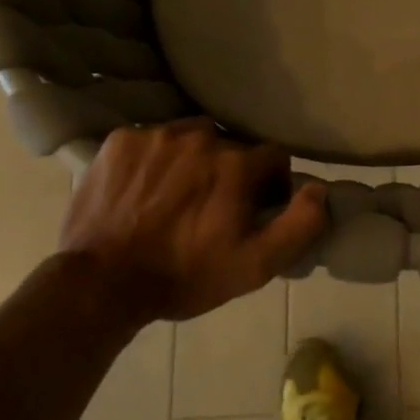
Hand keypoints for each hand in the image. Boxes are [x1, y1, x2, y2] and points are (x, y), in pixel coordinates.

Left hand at [59, 120, 326, 322]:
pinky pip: (151, 140)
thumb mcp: (256, 266)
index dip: (270, 185)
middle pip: (230, 146)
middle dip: (229, 172)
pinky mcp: (120, 140)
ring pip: (190, 137)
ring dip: (192, 160)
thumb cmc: (184, 276)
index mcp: (236, 163)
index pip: (273, 157)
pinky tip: (143, 191)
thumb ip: (299, 224)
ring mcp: (156, 135)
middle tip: (211, 209)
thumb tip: (318, 188)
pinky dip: (153, 160)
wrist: (101, 284)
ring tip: (175, 197)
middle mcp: (200, 137)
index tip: (254, 210)